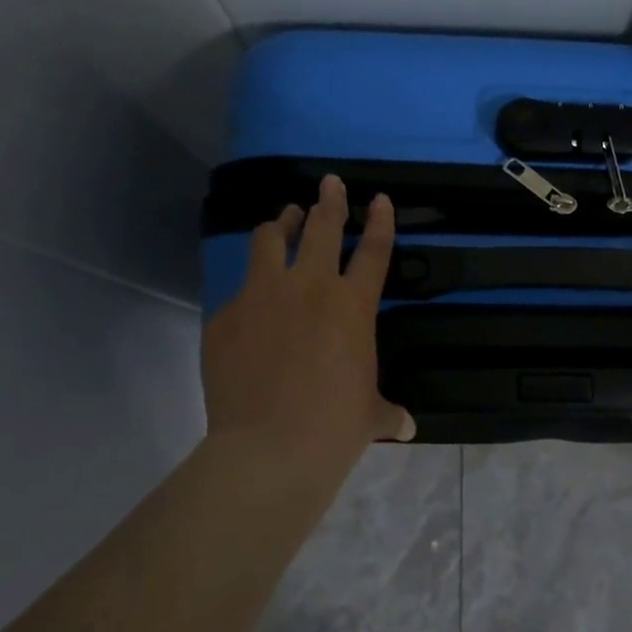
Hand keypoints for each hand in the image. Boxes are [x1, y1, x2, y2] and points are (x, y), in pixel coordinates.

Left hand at [202, 174, 414, 474]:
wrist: (269, 448)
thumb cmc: (335, 428)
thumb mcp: (370, 416)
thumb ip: (388, 412)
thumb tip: (406, 426)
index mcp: (352, 306)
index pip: (372, 250)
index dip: (379, 221)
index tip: (378, 198)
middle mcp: (308, 288)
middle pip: (321, 227)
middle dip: (328, 200)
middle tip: (329, 183)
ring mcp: (261, 297)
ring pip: (269, 240)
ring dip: (280, 224)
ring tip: (283, 218)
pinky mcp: (225, 316)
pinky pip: (238, 291)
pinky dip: (249, 289)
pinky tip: (251, 304)